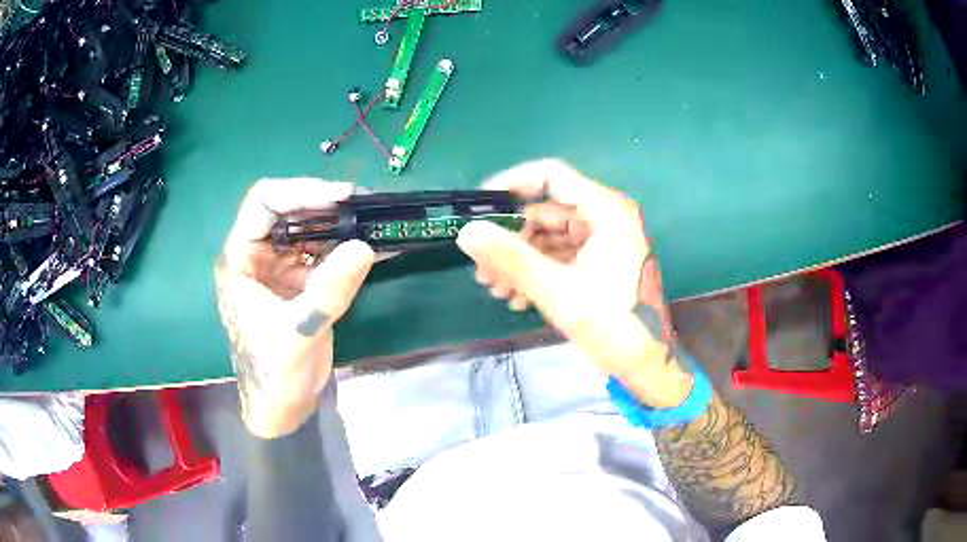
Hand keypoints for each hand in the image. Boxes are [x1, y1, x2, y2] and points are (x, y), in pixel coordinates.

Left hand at [215, 178, 374, 437]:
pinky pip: (323, 255)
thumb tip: (365, 246)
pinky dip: (347, 250)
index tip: (342, 196)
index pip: (264, 204)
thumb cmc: (275, 373)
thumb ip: (329, 291)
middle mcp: (257, 256)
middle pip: (289, 211)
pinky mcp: (299, 282)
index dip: (301, 191)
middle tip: (368, 206)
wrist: (281, 407)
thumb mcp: (299, 332)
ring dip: (341, 226)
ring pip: (309, 230)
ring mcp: (279, 268)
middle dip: (327, 206)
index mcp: (240, 260)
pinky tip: (375, 248)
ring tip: (376, 223)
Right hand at [456, 159, 692, 407]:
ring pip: (550, 237)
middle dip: (511, 240)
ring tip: (498, 290)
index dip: (511, 185)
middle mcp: (607, 217)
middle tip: (483, 268)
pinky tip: (518, 297)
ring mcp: (605, 240)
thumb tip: (466, 232)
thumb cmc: (612, 325)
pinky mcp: (601, 261)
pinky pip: (562, 256)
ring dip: (521, 260)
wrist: (647, 364)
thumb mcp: (557, 291)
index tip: (479, 207)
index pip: (551, 176)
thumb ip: (511, 258)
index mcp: (606, 210)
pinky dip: (539, 272)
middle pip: (547, 212)